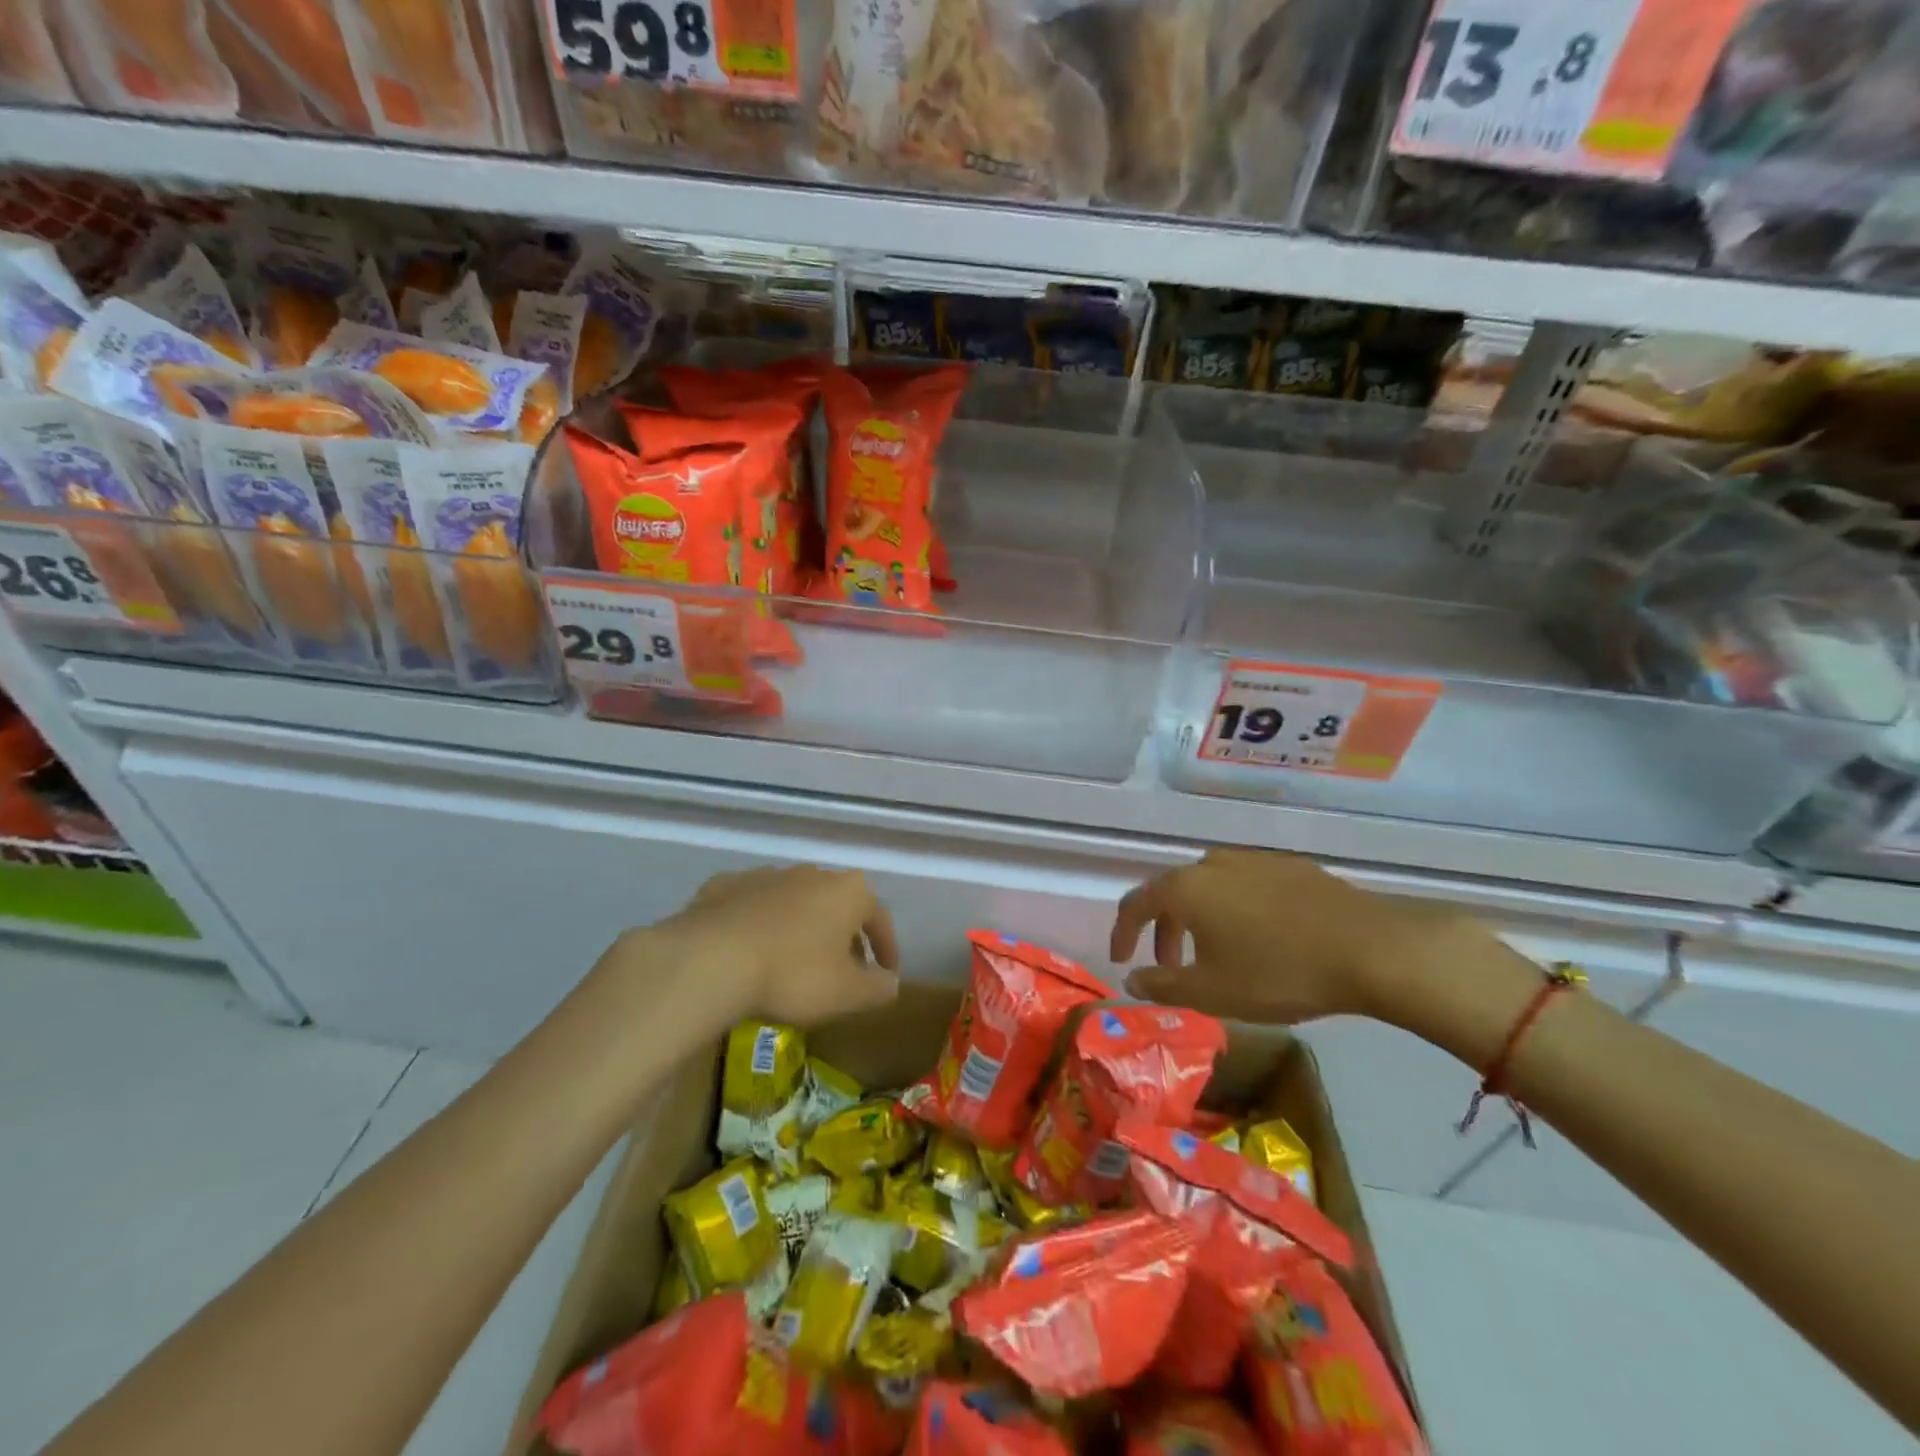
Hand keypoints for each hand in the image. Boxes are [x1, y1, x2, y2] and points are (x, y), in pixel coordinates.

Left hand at [610, 865, 900, 1031]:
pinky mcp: (725, 886)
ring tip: (794, 961)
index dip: (887, 947)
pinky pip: (752, 906)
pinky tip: (750, 950)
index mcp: (848, 892)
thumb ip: (878, 988)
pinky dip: (759, 924)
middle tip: (842, 970)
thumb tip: (891, 982)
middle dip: (844, 936)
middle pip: (838, 905)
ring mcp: (766, 875)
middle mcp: (812, 874)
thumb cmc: (793, 974)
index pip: (880, 918)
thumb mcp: (848, 994)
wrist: (711, 959)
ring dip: (801, 927)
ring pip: (795, 902)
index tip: (886, 972)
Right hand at [1111, 849, 1500, 1025]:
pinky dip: (1233, 909)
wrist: (1369, 948)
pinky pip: (1244, 885)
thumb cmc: (1277, 972)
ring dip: (1198, 918)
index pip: (1135, 903)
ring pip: (1209, 886)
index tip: (1121, 959)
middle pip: (1172, 892)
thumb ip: (1163, 985)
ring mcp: (1253, 860)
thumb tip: (1132, 979)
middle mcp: (1212, 864)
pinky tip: (1259, 936)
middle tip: (1168, 965)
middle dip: (1163, 929)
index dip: (1122, 932)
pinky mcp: (1290, 867)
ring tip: (1213, 951)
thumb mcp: (1211, 992)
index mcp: (1185, 888)